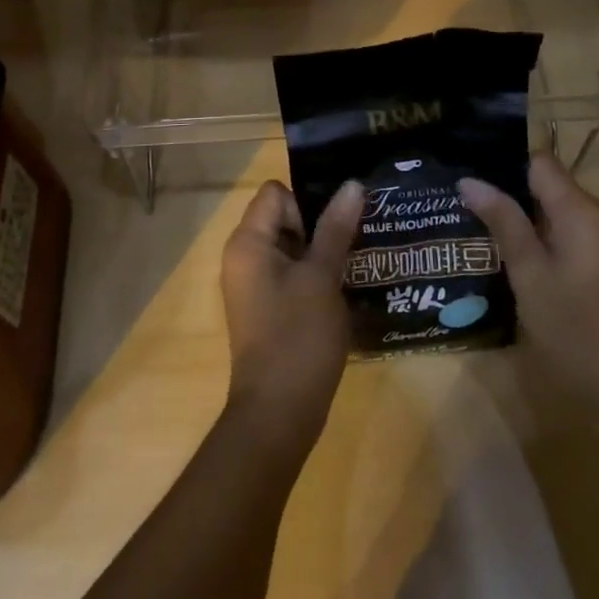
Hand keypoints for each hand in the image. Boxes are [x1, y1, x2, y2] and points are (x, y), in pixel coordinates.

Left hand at [219, 179, 363, 448]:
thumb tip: (352, 184)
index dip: (307, 202)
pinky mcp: (265, 307)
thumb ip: (335, 228)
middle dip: (318, 225)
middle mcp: (242, 256)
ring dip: (320, 251)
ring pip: (289, 246)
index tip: (335, 228)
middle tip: (355, 242)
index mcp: (248, 242)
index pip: (275, 192)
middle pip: (282, 216)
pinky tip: (342, 290)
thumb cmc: (298, 337)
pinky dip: (313, 275)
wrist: (278, 414)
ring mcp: (252, 284)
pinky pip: (288, 273)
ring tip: (355, 263)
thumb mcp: (322, 277)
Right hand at [459, 153, 598, 428]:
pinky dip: (561, 242)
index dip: (507, 169)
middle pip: (556, 187)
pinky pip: (586, 234)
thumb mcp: (529, 275)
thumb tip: (470, 181)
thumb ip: (503, 221)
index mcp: (584, 212)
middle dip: (520, 200)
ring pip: (570, 213)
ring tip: (502, 247)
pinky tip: (539, 271)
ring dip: (539, 224)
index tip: (478, 189)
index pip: (541, 163)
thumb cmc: (574, 330)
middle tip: (480, 222)